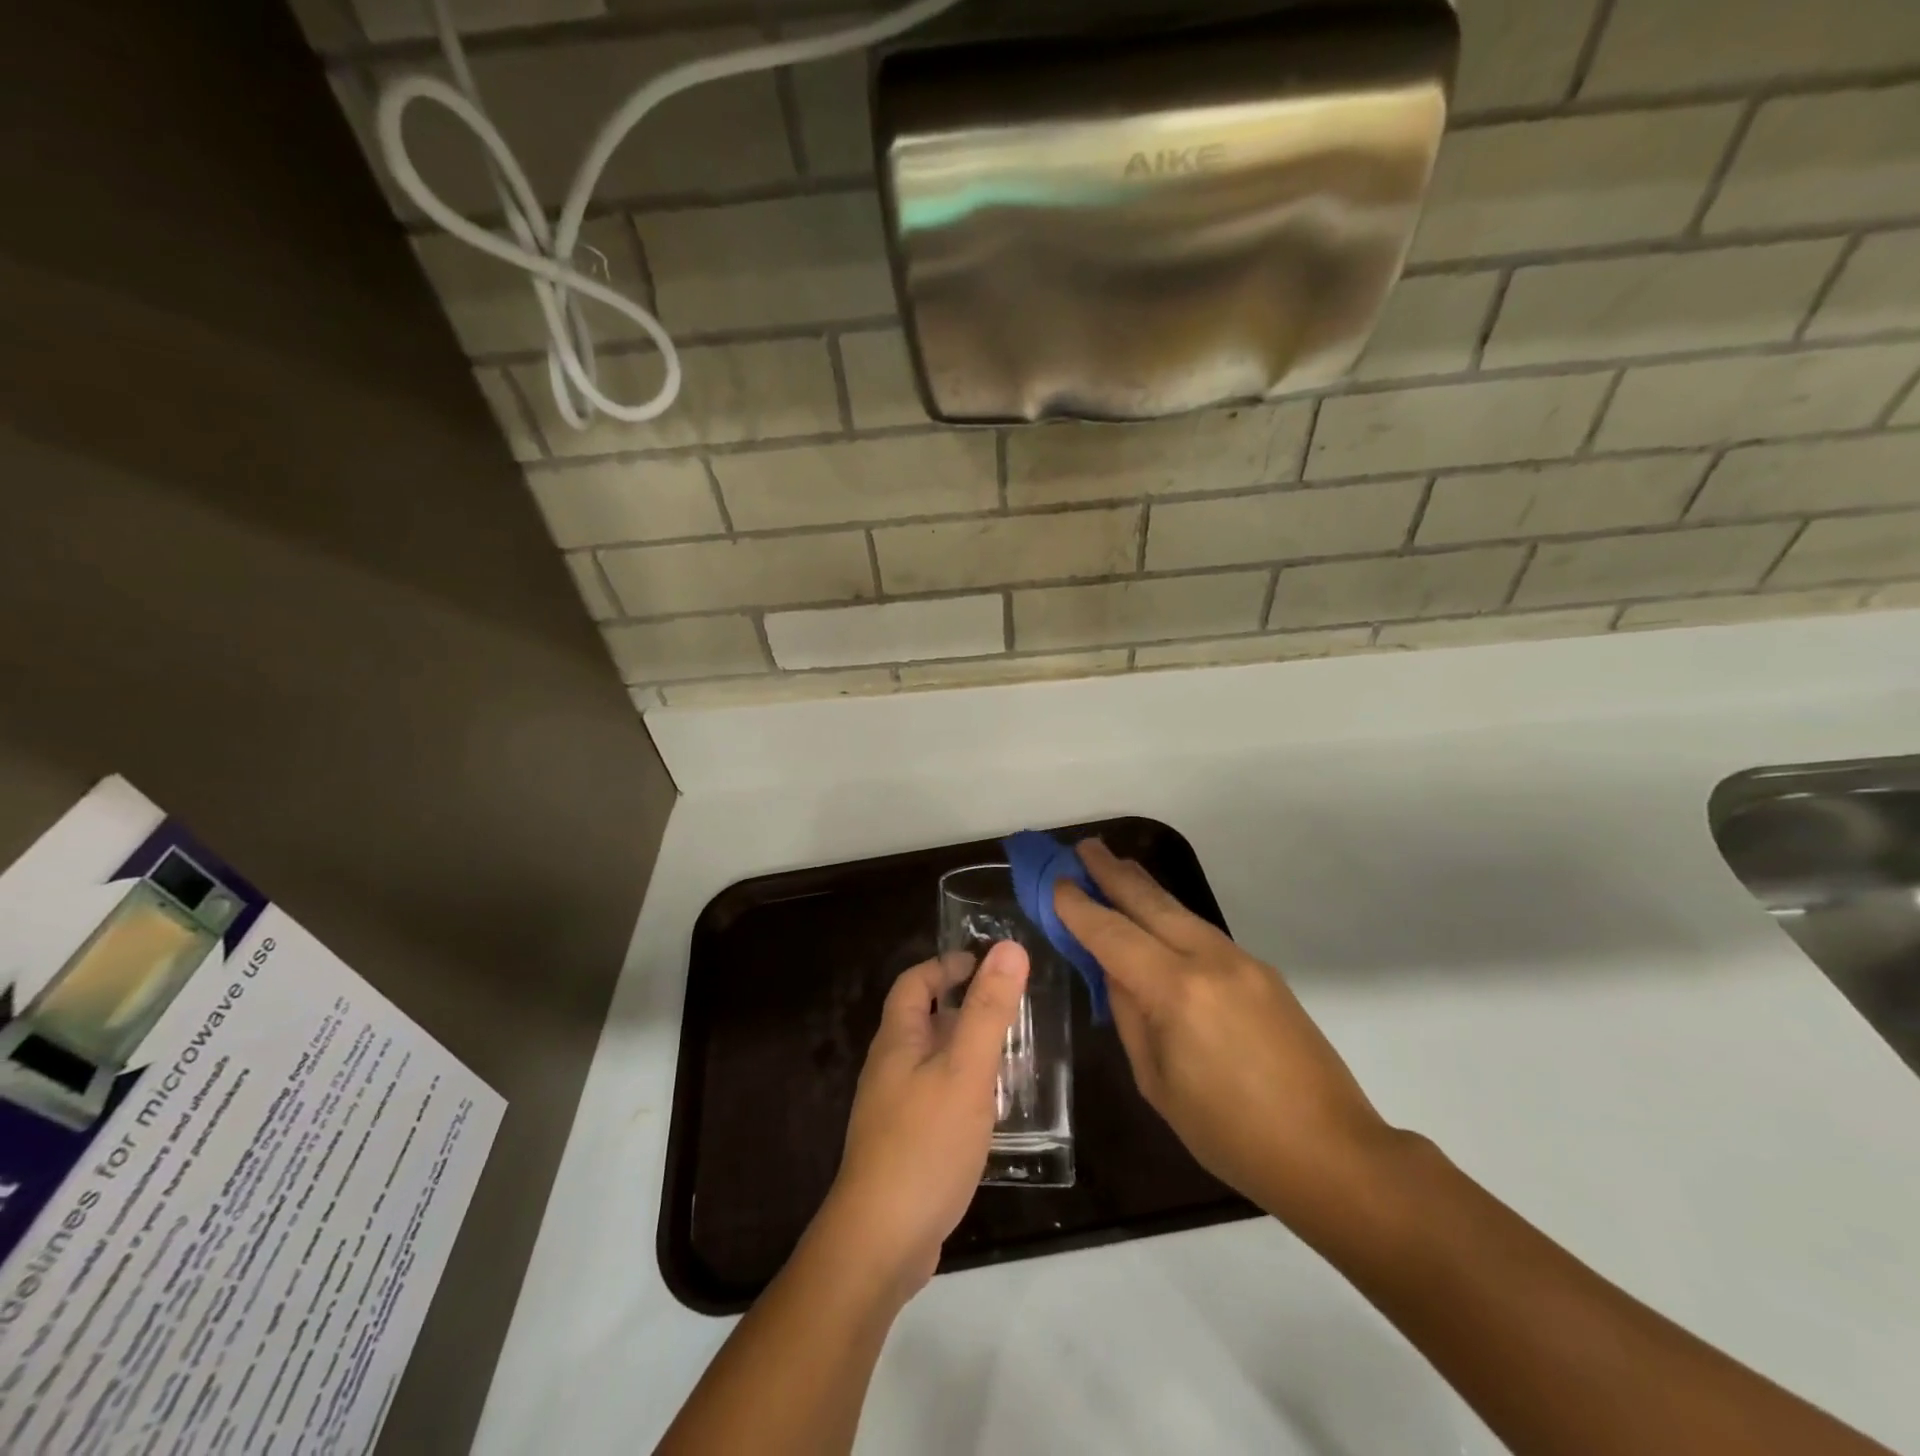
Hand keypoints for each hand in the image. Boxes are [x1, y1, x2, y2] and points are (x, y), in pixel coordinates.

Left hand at [822, 943, 1029, 1293]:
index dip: (946, 966)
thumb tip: (1009, 948)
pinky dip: (967, 1089)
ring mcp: (896, 1109)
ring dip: (969, 1050)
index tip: (985, 963)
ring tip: (1015, 1054)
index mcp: (897, 1041)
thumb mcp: (965, 1070)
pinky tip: (996, 1109)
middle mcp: (891, 1068)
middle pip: (925, 1020)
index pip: (914, 983)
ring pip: (936, 1062)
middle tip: (1013, 1008)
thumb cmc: (925, 1143)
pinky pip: (940, 1098)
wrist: (882, 1241)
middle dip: (965, 1008)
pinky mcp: (908, 1144)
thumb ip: (988, 1010)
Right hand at [1054, 841, 1393, 1226]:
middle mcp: (1210, 961)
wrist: (1330, 1152)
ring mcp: (1242, 961)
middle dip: (1112, 872)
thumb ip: (1130, 1016)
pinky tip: (1158, 917)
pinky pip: (1203, 932)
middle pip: (1151, 903)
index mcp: (1177, 992)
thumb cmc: (1230, 1134)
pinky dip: (1171, 915)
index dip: (1079, 907)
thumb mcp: (1157, 1082)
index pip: (1113, 934)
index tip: (1055, 882)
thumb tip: (1115, 972)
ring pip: (1180, 910)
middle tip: (1083, 847)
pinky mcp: (1262, 971)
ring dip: (1143, 887)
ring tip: (1115, 865)